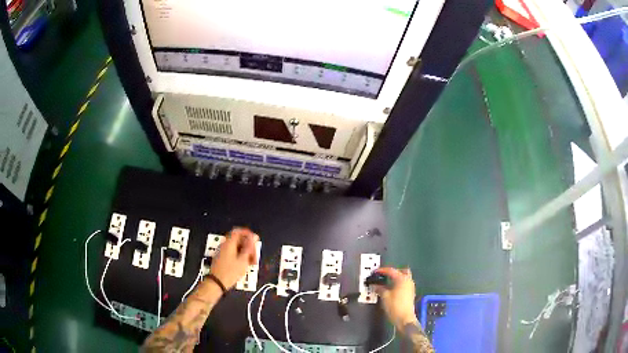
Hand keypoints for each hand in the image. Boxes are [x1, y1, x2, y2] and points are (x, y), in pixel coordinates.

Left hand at [209, 228, 258, 289]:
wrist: (217, 282)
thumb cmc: (230, 271)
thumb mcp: (243, 260)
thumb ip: (249, 247)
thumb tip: (253, 237)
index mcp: (229, 243)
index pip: (238, 231)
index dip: (248, 234)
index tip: (255, 240)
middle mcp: (224, 245)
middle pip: (238, 240)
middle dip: (248, 246)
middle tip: (254, 255)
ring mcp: (222, 251)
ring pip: (236, 247)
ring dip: (245, 252)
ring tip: (251, 262)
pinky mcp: (221, 258)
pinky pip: (232, 253)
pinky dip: (239, 256)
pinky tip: (244, 264)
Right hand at [372, 267, 418, 328]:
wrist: (404, 318)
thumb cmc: (394, 306)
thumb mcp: (384, 296)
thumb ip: (380, 289)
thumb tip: (375, 286)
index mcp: (402, 279)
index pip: (391, 271)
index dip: (382, 270)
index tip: (375, 272)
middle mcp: (408, 281)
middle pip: (402, 271)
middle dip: (393, 272)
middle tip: (384, 275)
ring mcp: (411, 287)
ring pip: (404, 278)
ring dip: (396, 278)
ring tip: (386, 283)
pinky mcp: (410, 293)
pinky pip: (404, 284)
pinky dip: (398, 284)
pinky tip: (391, 289)